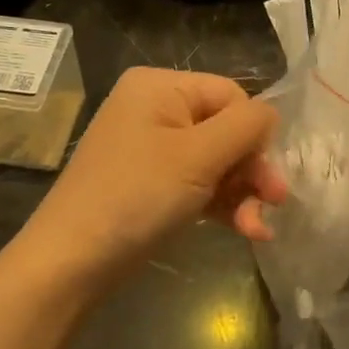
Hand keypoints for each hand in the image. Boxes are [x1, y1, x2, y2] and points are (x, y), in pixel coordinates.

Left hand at [22, 68, 286, 282]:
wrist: (72, 261)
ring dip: (242, 194)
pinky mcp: (153, 185)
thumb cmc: (137, 196)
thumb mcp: (198, 156)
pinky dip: (223, 205)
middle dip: (251, 170)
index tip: (268, 176)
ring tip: (257, 230)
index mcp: (160, 87)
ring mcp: (153, 149)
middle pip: (226, 130)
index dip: (254, 134)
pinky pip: (199, 184)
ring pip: (217, 162)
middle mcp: (156, 109)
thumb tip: (271, 115)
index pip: (231, 96)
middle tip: (275, 203)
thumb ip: (245, 127)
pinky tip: (246, 231)